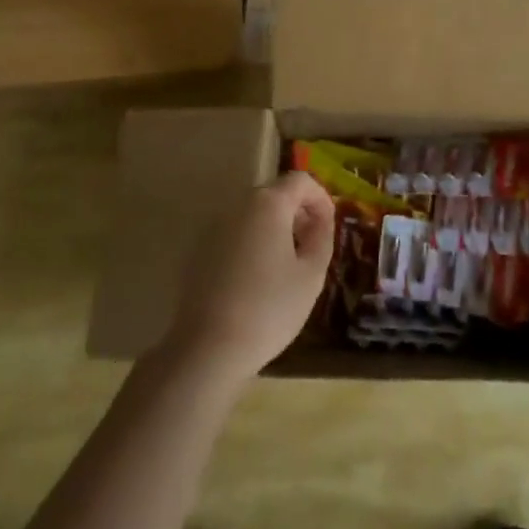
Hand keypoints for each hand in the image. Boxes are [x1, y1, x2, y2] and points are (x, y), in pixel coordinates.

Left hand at [164, 172, 334, 386]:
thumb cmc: (269, 308)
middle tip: (313, 244)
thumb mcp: (311, 274)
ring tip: (288, 263)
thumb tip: (320, 220)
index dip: (321, 198)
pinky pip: (235, 234)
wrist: (208, 347)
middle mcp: (238, 205)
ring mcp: (215, 226)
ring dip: (275, 228)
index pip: (301, 180)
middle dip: (298, 212)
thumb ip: (321, 237)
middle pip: (275, 194)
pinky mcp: (199, 250)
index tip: (329, 226)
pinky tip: (258, 278)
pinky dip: (253, 242)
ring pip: (253, 214)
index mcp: (268, 204)